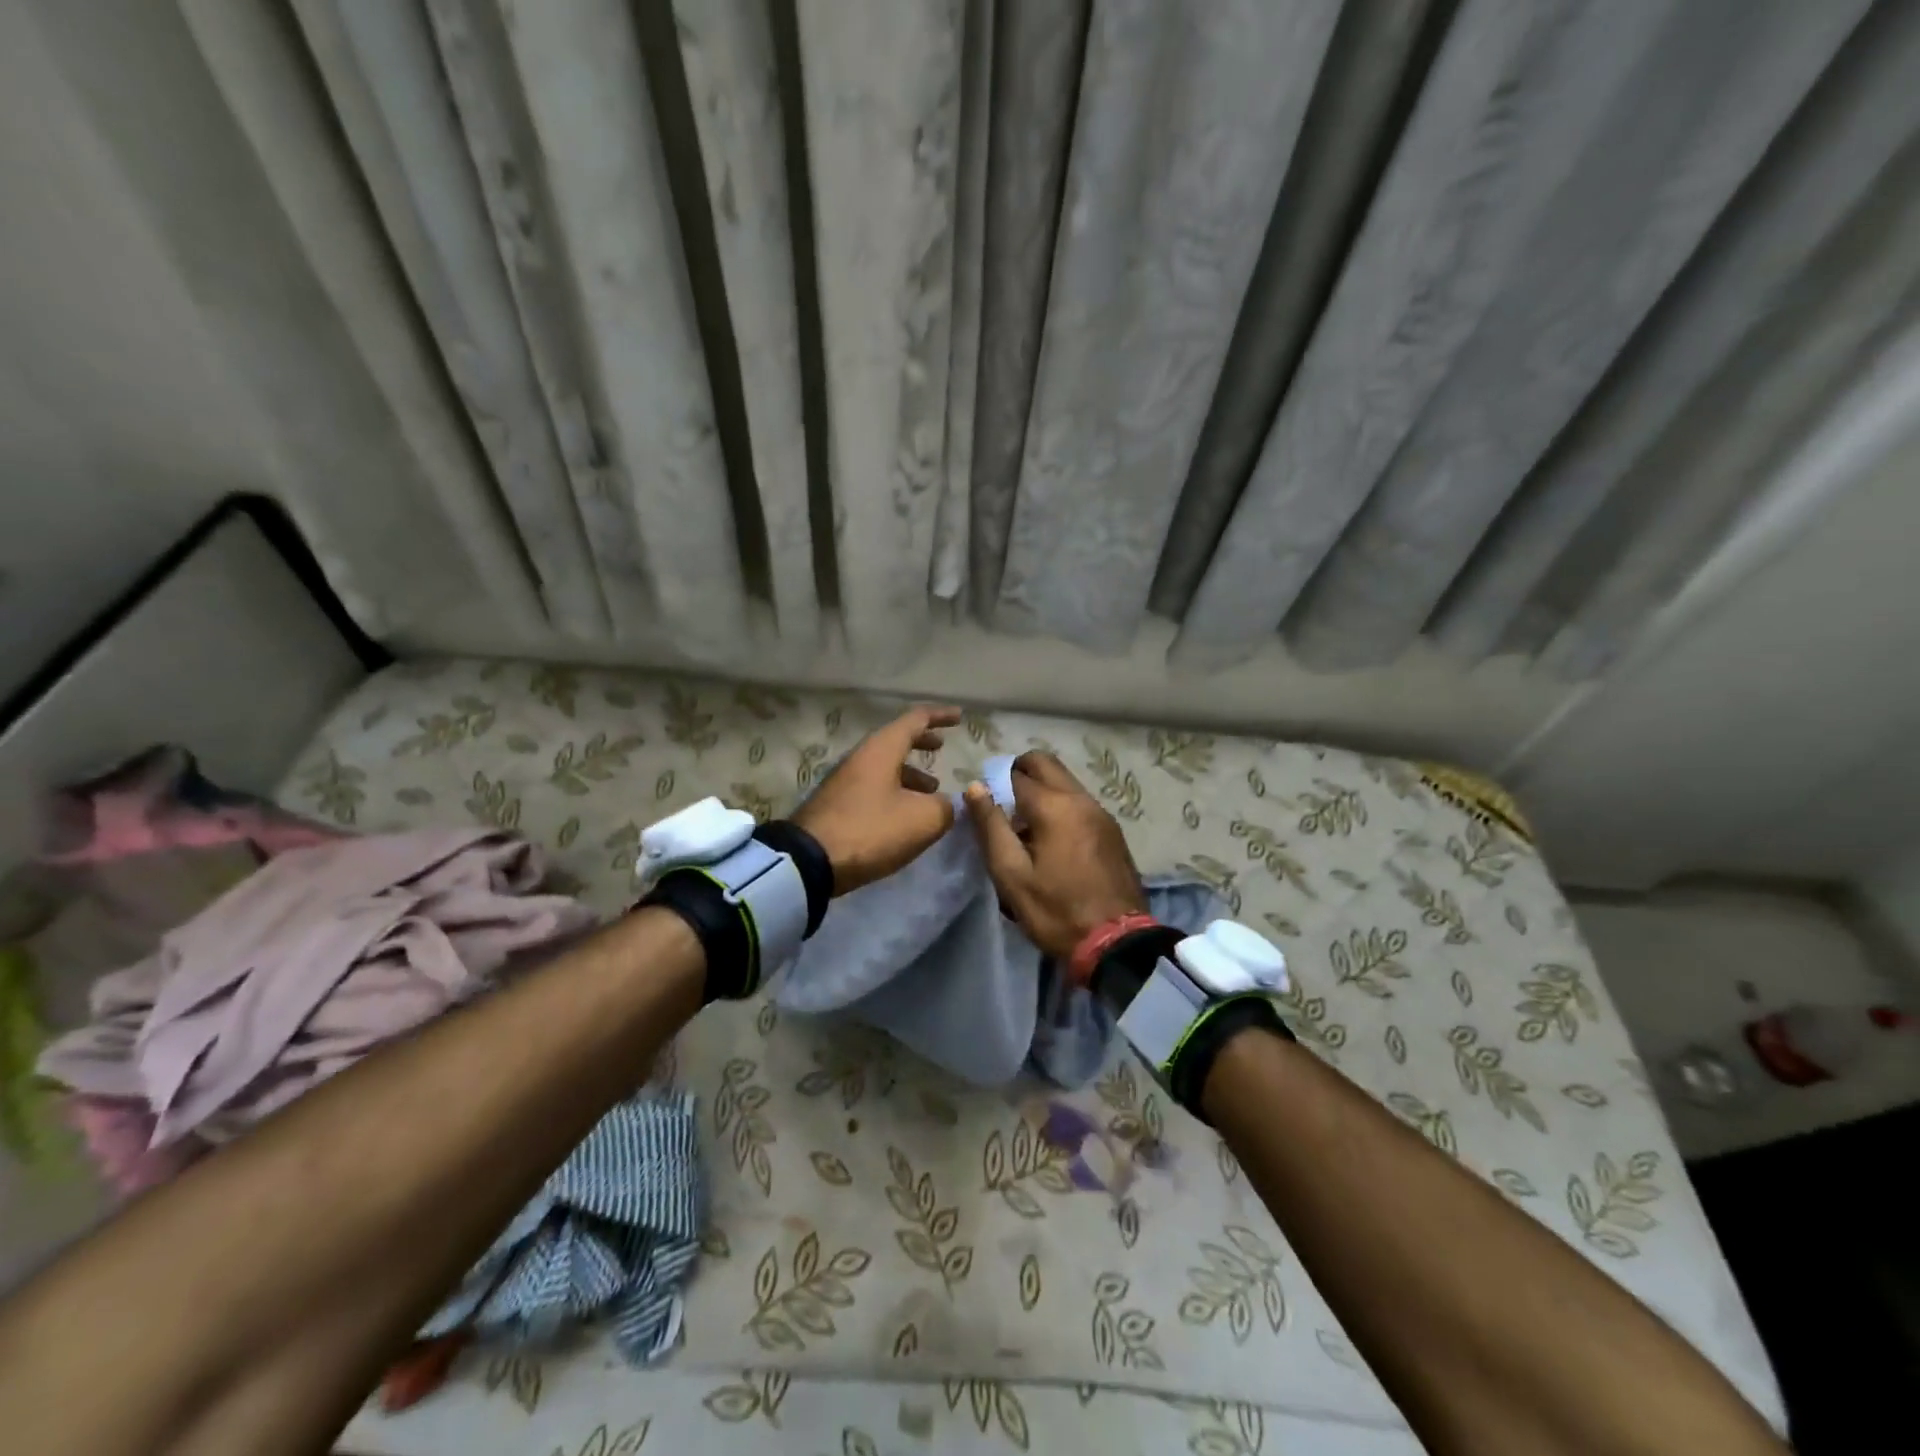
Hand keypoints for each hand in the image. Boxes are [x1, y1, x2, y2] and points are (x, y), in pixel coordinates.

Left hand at [790, 705, 960, 893]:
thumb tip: (945, 805)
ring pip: (884, 767)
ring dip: (910, 773)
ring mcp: (844, 781)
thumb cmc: (871, 830)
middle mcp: (861, 757)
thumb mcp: (922, 820)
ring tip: (931, 791)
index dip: (940, 716)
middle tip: (940, 746)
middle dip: (921, 741)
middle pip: (895, 740)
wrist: (809, 861)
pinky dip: (895, 791)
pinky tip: (904, 815)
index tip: (959, 717)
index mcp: (881, 749)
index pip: (915, 720)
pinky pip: (873, 787)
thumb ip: (944, 807)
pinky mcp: (836, 804)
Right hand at [963, 750, 1147, 958]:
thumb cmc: (1056, 911)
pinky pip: (1078, 802)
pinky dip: (1059, 806)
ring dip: (1040, 790)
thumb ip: (991, 827)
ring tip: (1024, 828)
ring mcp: (1101, 813)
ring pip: (1064, 781)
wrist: (1117, 942)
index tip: (982, 806)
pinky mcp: (1112, 830)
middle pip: (1044, 764)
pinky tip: (1051, 841)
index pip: (1014, 774)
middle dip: (1018, 773)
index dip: (992, 784)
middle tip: (1001, 804)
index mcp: (1054, 806)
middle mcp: (1080, 798)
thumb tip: (975, 787)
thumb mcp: (1011, 874)